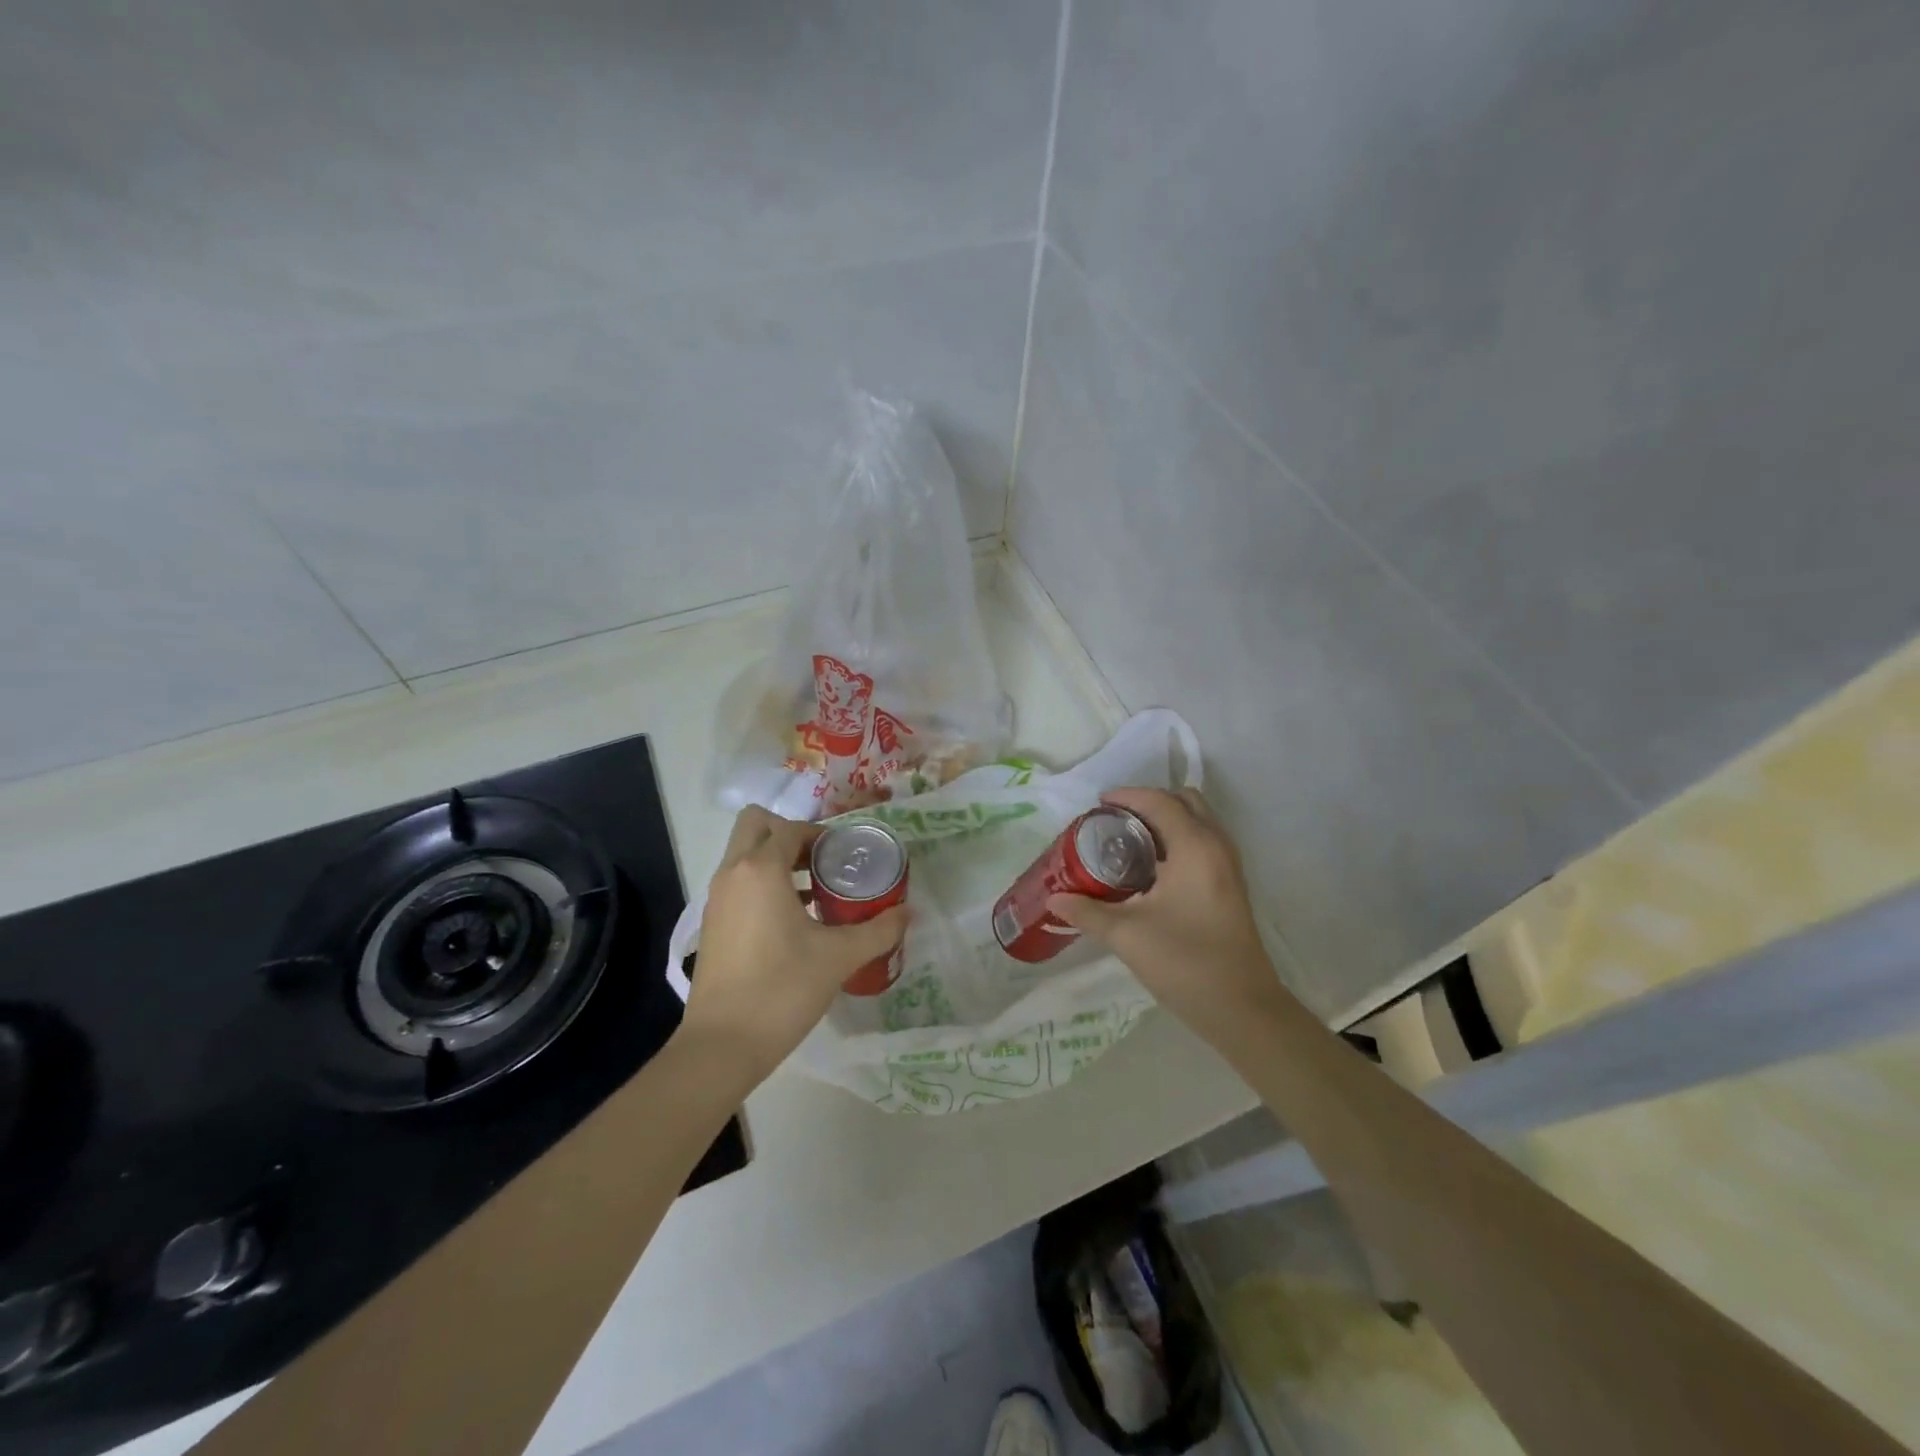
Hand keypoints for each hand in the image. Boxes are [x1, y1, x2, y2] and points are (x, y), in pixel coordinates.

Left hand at [679, 806, 908, 1081]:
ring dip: (777, 860)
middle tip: (823, 861)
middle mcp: (733, 874)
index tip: (848, 856)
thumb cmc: (782, 989)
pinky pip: (739, 884)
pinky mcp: (712, 925)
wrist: (722, 1046)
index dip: (822, 835)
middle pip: (755, 825)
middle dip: (789, 833)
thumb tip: (908, 913)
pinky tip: (795, 921)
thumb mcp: (838, 957)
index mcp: (761, 869)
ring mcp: (717, 899)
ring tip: (817, 891)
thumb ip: (878, 930)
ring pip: (744, 855)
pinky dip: (763, 885)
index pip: (791, 829)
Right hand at [1047, 788, 1288, 1040]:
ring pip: (1199, 822)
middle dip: (1151, 802)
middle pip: (1186, 801)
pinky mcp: (1231, 887)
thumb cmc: (1185, 963)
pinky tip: (1151, 870)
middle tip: (1116, 821)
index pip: (1160, 802)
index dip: (1128, 796)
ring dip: (1167, 821)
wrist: (1242, 1009)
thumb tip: (1055, 899)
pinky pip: (1204, 843)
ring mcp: (1229, 867)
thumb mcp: (1127, 936)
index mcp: (1194, 848)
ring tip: (1129, 842)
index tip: (1097, 805)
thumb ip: (1087, 912)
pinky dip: (1179, 840)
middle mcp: (1217, 847)